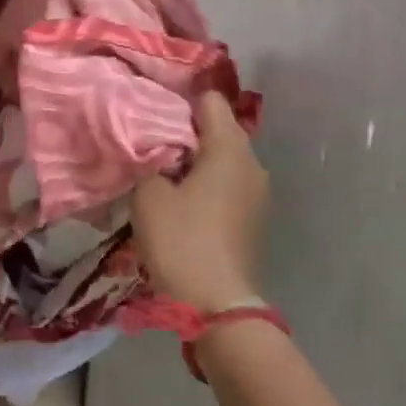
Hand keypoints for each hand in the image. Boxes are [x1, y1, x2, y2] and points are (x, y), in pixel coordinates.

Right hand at [131, 93, 268, 312]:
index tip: (149, 110)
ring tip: (160, 170)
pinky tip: (178, 199)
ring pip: (222, 158)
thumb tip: (153, 145)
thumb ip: (149, 158)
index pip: (209, 100)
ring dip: (193, 159)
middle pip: (218, 128)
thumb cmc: (181, 240)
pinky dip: (204, 182)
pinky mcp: (252, 218)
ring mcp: (257, 193)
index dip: (178, 100)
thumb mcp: (149, 192)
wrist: (216, 305)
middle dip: (184, 130)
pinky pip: (226, 183)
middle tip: (147, 140)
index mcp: (230, 149)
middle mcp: (252, 164)